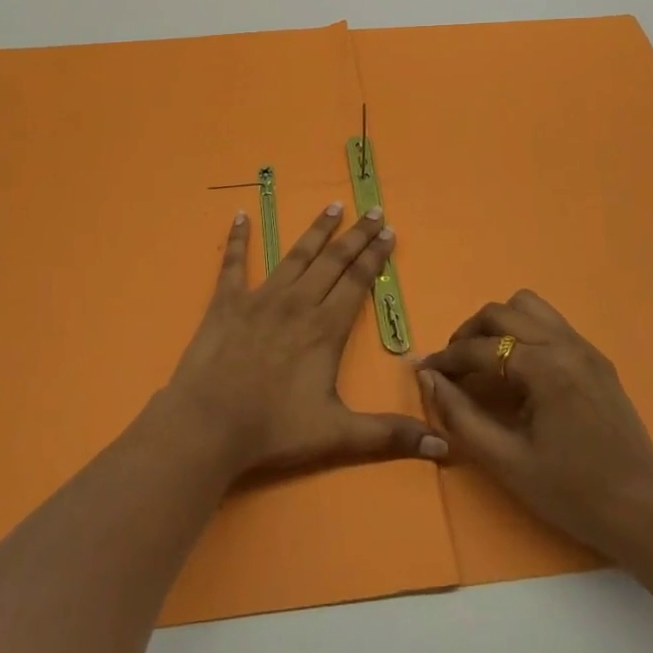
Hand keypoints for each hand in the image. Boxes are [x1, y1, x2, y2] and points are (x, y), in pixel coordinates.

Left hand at [163, 205, 445, 480]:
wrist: (209, 424)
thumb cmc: (274, 429)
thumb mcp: (338, 435)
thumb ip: (389, 435)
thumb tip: (442, 447)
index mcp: (325, 328)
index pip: (357, 281)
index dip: (374, 255)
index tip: (389, 231)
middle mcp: (297, 302)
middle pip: (333, 260)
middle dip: (356, 235)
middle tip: (372, 210)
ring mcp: (260, 298)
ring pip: (295, 255)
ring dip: (316, 230)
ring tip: (333, 206)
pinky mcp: (227, 302)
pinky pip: (233, 263)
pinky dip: (238, 238)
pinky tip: (241, 215)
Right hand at [418, 290, 652, 562]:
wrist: (646, 514)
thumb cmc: (574, 494)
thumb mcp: (508, 463)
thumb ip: (462, 416)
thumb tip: (428, 378)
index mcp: (545, 367)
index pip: (480, 348)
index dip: (447, 359)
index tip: (425, 371)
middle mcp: (564, 344)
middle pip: (501, 312)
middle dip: (469, 334)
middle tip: (454, 367)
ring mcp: (584, 347)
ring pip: (528, 306)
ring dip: (499, 324)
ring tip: (486, 359)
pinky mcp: (597, 359)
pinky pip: (550, 323)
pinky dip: (524, 332)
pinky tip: (519, 369)